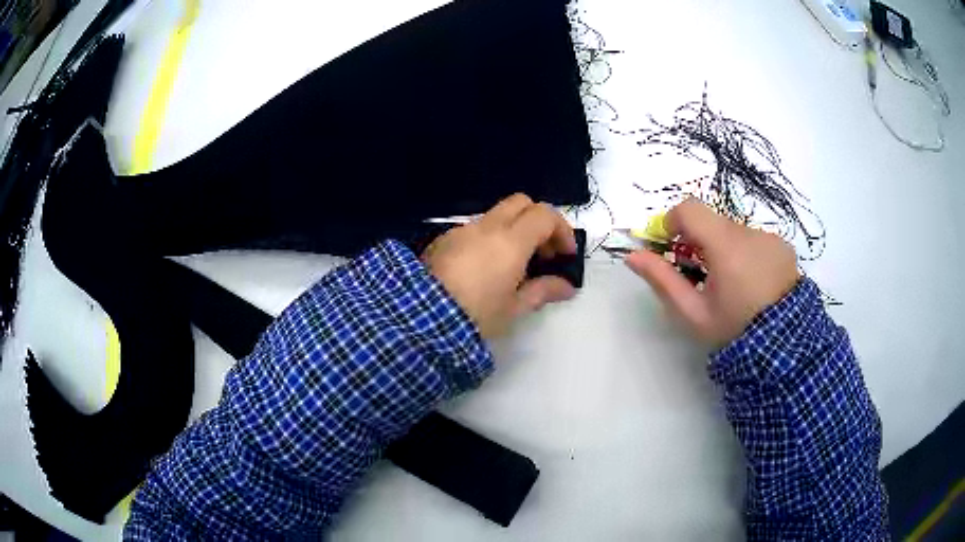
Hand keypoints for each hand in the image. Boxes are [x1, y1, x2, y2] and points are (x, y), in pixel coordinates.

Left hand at [423, 194, 577, 338]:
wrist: (421, 319)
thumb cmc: (476, 316)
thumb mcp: (514, 308)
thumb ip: (543, 291)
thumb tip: (566, 287)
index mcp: (510, 241)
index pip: (544, 215)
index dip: (561, 230)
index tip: (565, 255)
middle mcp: (487, 227)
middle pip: (521, 202)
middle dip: (538, 221)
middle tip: (542, 252)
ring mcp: (462, 230)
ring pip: (496, 215)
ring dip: (512, 230)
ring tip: (513, 265)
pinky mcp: (443, 239)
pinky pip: (474, 229)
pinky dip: (488, 238)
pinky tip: (483, 269)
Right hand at [626, 198, 799, 347]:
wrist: (784, 347)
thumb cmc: (733, 331)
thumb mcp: (693, 313)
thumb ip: (662, 281)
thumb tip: (632, 256)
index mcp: (726, 247)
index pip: (689, 209)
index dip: (672, 221)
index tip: (670, 246)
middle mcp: (749, 233)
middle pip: (712, 222)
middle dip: (699, 242)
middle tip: (700, 275)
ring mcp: (770, 238)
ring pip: (734, 231)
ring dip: (725, 249)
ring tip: (733, 285)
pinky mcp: (783, 246)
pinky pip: (755, 240)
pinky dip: (747, 254)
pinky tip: (754, 283)